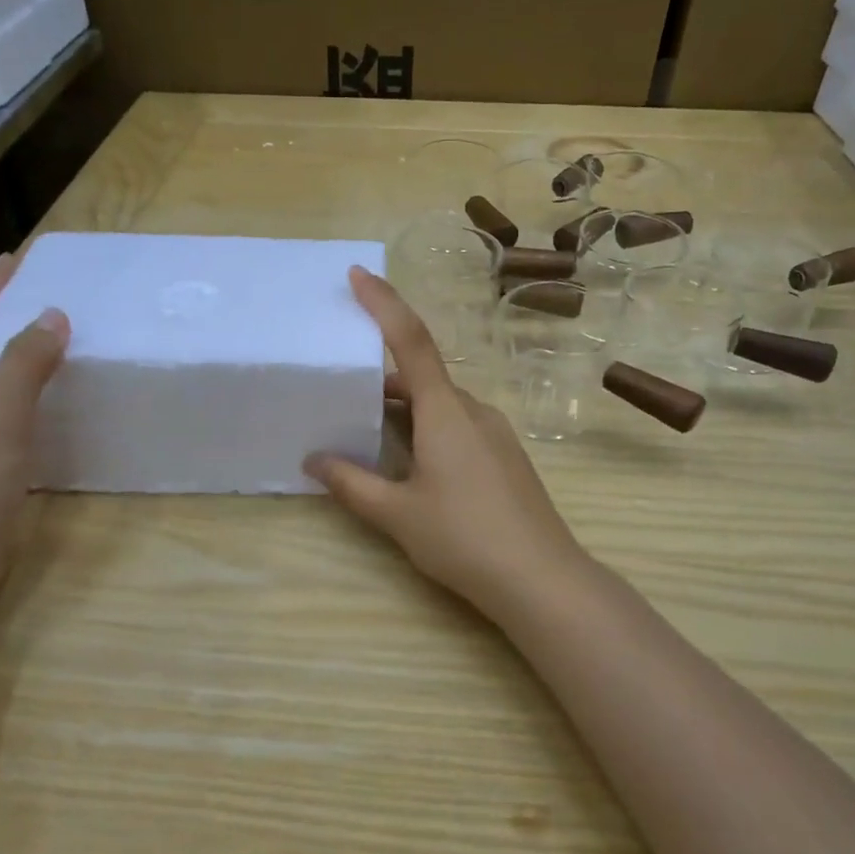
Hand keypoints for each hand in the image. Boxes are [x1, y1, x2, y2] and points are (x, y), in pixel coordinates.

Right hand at [305, 266, 589, 615]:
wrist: (541, 579)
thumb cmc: (463, 538)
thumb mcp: (396, 514)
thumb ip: (351, 484)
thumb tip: (313, 461)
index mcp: (445, 412)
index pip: (411, 341)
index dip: (383, 303)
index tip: (358, 275)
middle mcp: (474, 411)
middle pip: (423, 376)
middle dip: (382, 376)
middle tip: (342, 387)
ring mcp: (496, 434)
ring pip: (441, 405)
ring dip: (404, 409)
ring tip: (366, 430)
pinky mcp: (506, 458)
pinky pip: (458, 426)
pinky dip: (427, 428)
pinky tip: (411, 463)